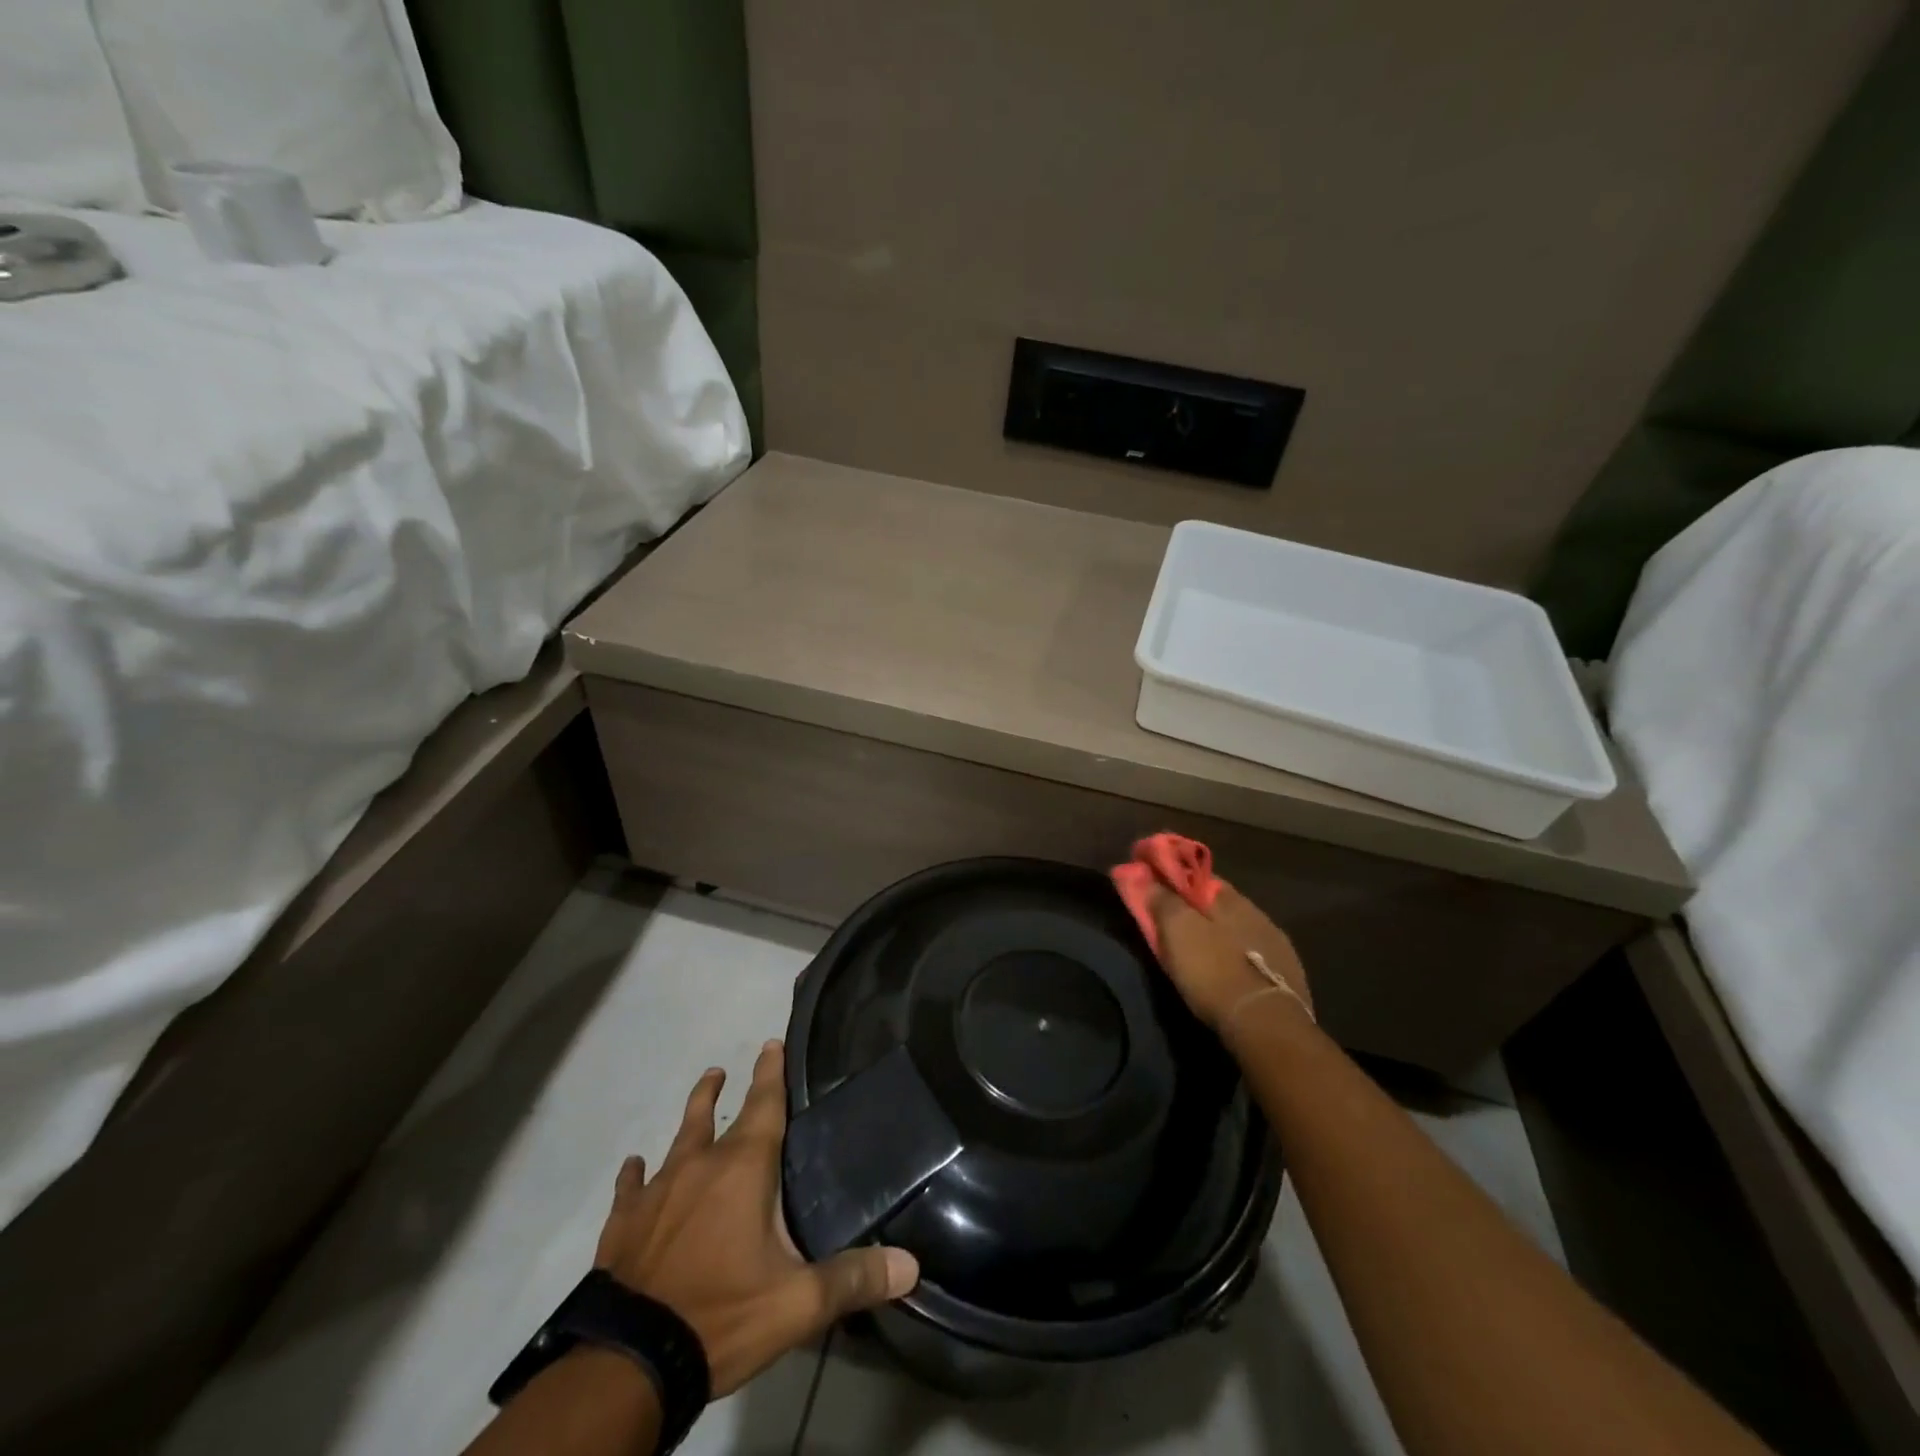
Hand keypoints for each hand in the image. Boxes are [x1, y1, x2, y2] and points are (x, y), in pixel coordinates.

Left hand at [592, 1040, 919, 1395]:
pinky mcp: (623, 1224)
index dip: (771, 1072)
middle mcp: (699, 1165)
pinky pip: (631, 1188)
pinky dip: (635, 1176)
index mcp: (743, 1168)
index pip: (764, 1104)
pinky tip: (634, 1168)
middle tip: (724, 1069)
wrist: (630, 1362)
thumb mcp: (797, 1304)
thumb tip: (910, 1265)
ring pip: (676, 1139)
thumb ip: (853, 1279)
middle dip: (724, 1089)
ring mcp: (657, 1192)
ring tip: (700, 1092)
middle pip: (712, 1114)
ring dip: (691, 1115)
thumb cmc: (721, 1316)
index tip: (772, 1043)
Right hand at [1149, 881, 1312, 1031]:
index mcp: (1232, 900)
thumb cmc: (1214, 972)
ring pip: (1240, 929)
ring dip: (1221, 933)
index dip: (1176, 879)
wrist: (1267, 1026)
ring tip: (1202, 949)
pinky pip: (1255, 955)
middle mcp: (1259, 915)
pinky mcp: (1289, 976)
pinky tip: (1229, 970)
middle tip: (1175, 920)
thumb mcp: (1178, 932)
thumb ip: (1163, 900)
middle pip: (1221, 904)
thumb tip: (1147, 875)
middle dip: (1198, 908)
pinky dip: (1238, 956)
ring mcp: (1278, 946)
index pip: (1199, 876)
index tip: (1156, 884)